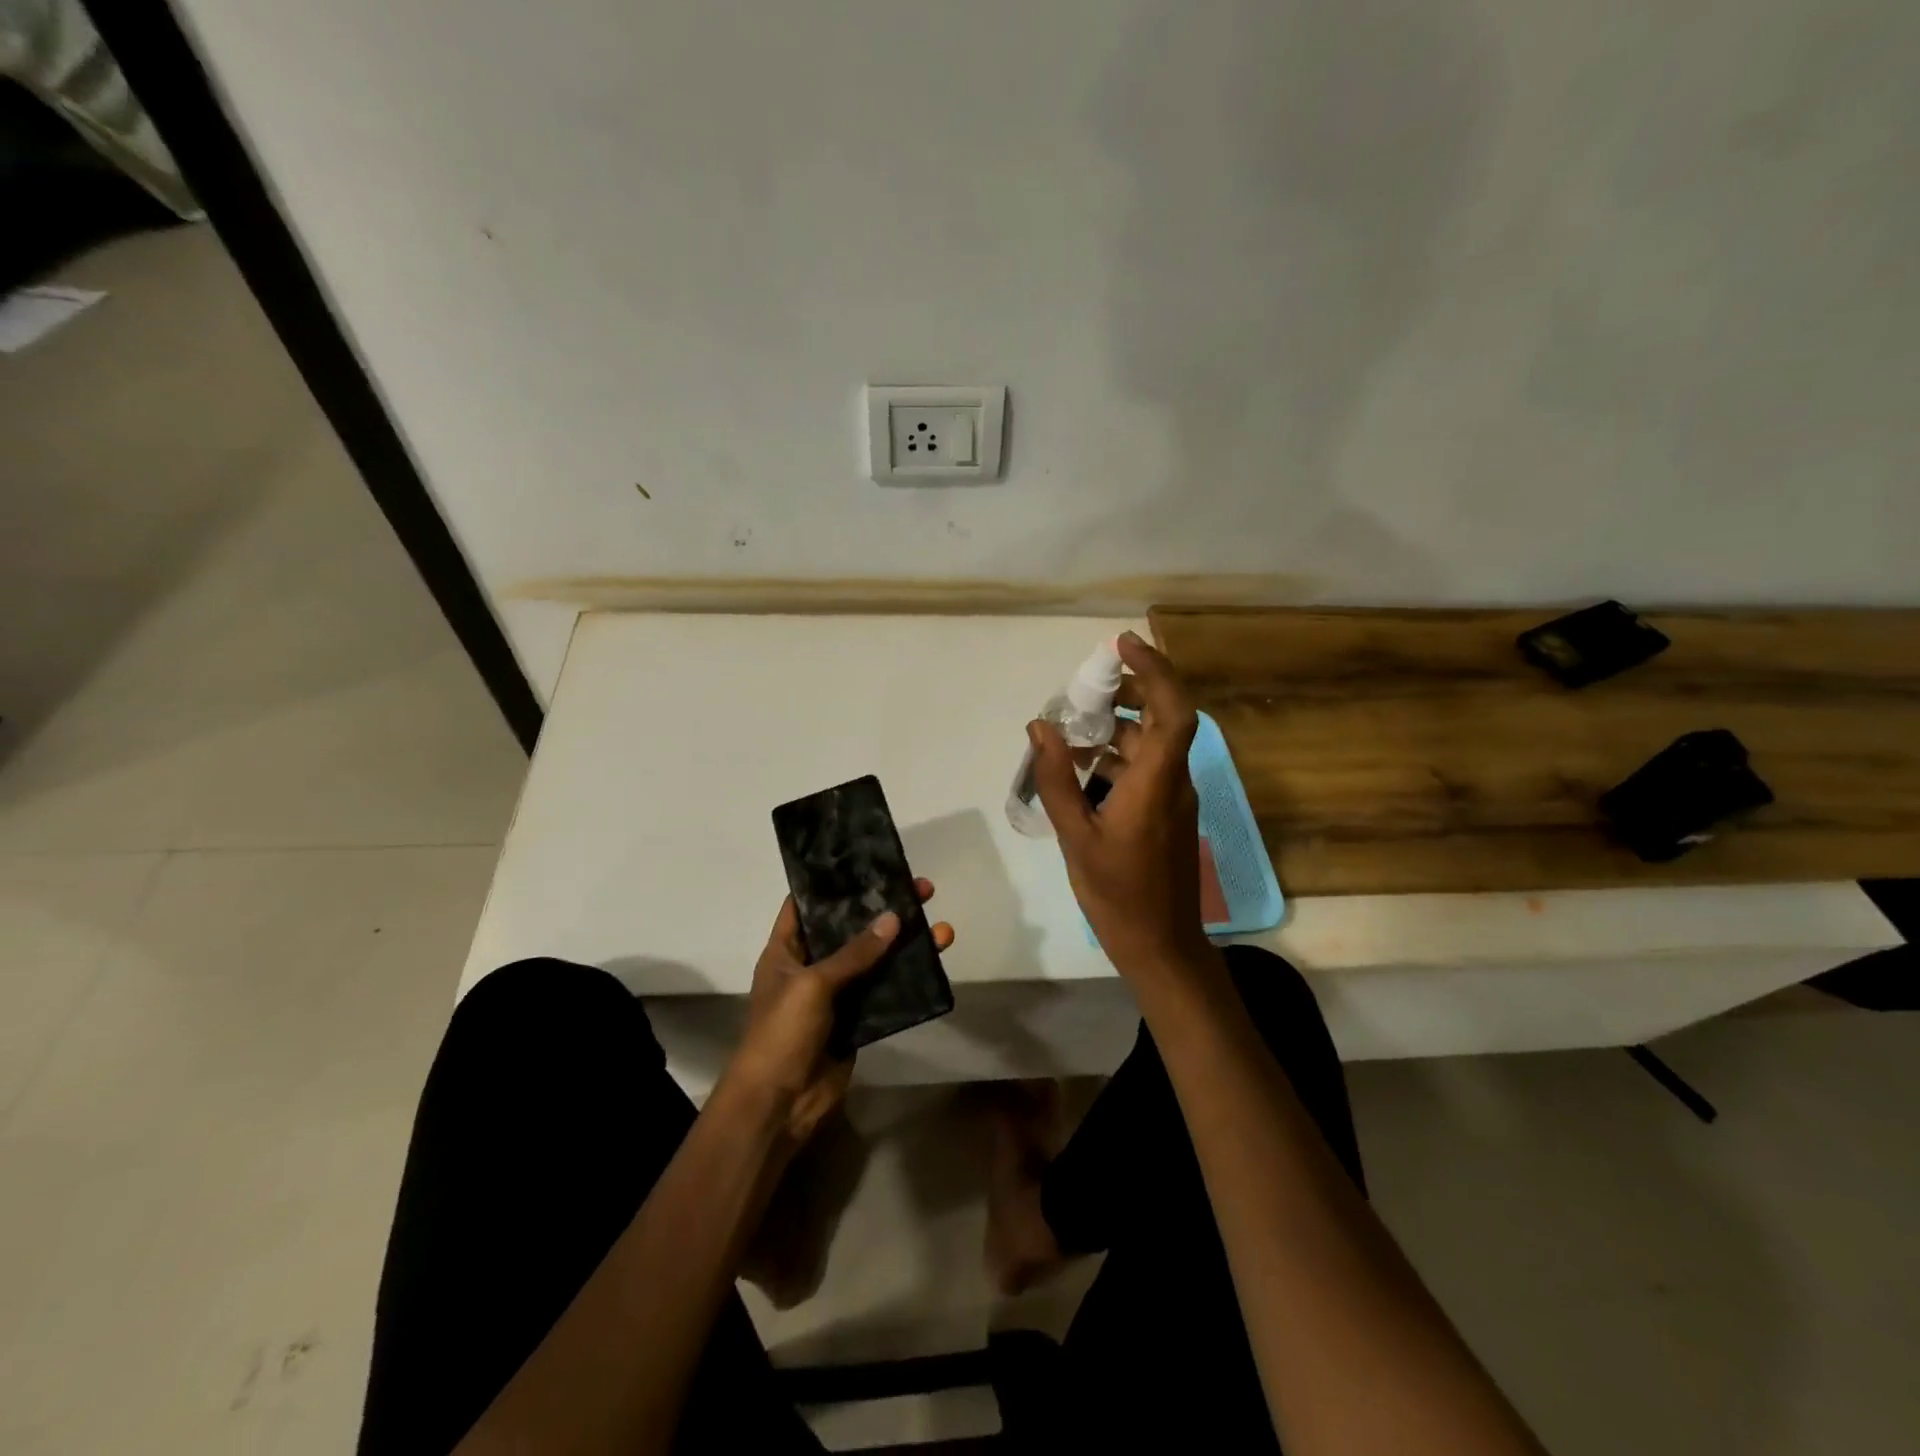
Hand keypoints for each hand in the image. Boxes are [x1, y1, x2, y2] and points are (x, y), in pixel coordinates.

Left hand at [726, 883, 954, 1146]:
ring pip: (875, 961)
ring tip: (940, 927)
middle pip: (851, 929)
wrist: (779, 1106)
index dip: (832, 883)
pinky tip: (934, 963)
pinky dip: (907, 979)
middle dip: (884, 910)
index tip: (865, 862)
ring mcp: (836, 995)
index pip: (806, 904)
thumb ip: (854, 953)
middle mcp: (812, 966)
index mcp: (786, 950)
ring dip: (905, 945)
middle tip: (920, 889)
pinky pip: (885, 993)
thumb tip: (893, 918)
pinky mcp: (857, 1021)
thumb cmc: (781, 1034)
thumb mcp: (813, 985)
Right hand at [1029, 631, 1213, 978]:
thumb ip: (1057, 779)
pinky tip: (1082, 769)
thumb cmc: (1118, 893)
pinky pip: (1146, 768)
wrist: (1159, 944)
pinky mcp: (1167, 814)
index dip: (1154, 670)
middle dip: (1128, 691)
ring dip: (1116, 727)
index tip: (1122, 645)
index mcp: (1157, 782)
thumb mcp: (1076, 836)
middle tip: (1086, 687)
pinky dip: (1117, 757)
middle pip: (1162, 718)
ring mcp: (1174, 798)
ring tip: (1071, 728)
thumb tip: (1041, 727)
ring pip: (1151, 744)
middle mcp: (1174, 781)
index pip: (1172, 709)